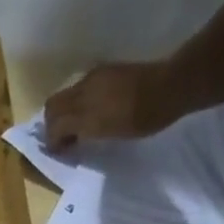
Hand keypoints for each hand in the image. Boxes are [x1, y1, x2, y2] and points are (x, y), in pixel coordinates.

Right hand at [43, 61, 183, 147]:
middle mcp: (84, 88)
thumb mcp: (109, 132)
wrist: (172, 86)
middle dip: (52, 124)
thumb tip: (67, 136)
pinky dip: (78, 103)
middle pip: (54, 105)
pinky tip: (92, 112)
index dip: (51, 140)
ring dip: (65, 113)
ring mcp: (96, 77)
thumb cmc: (144, 117)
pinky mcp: (107, 71)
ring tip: (77, 128)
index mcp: (83, 106)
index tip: (58, 152)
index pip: (53, 123)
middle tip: (61, 140)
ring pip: (67, 95)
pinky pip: (82, 88)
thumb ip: (83, 132)